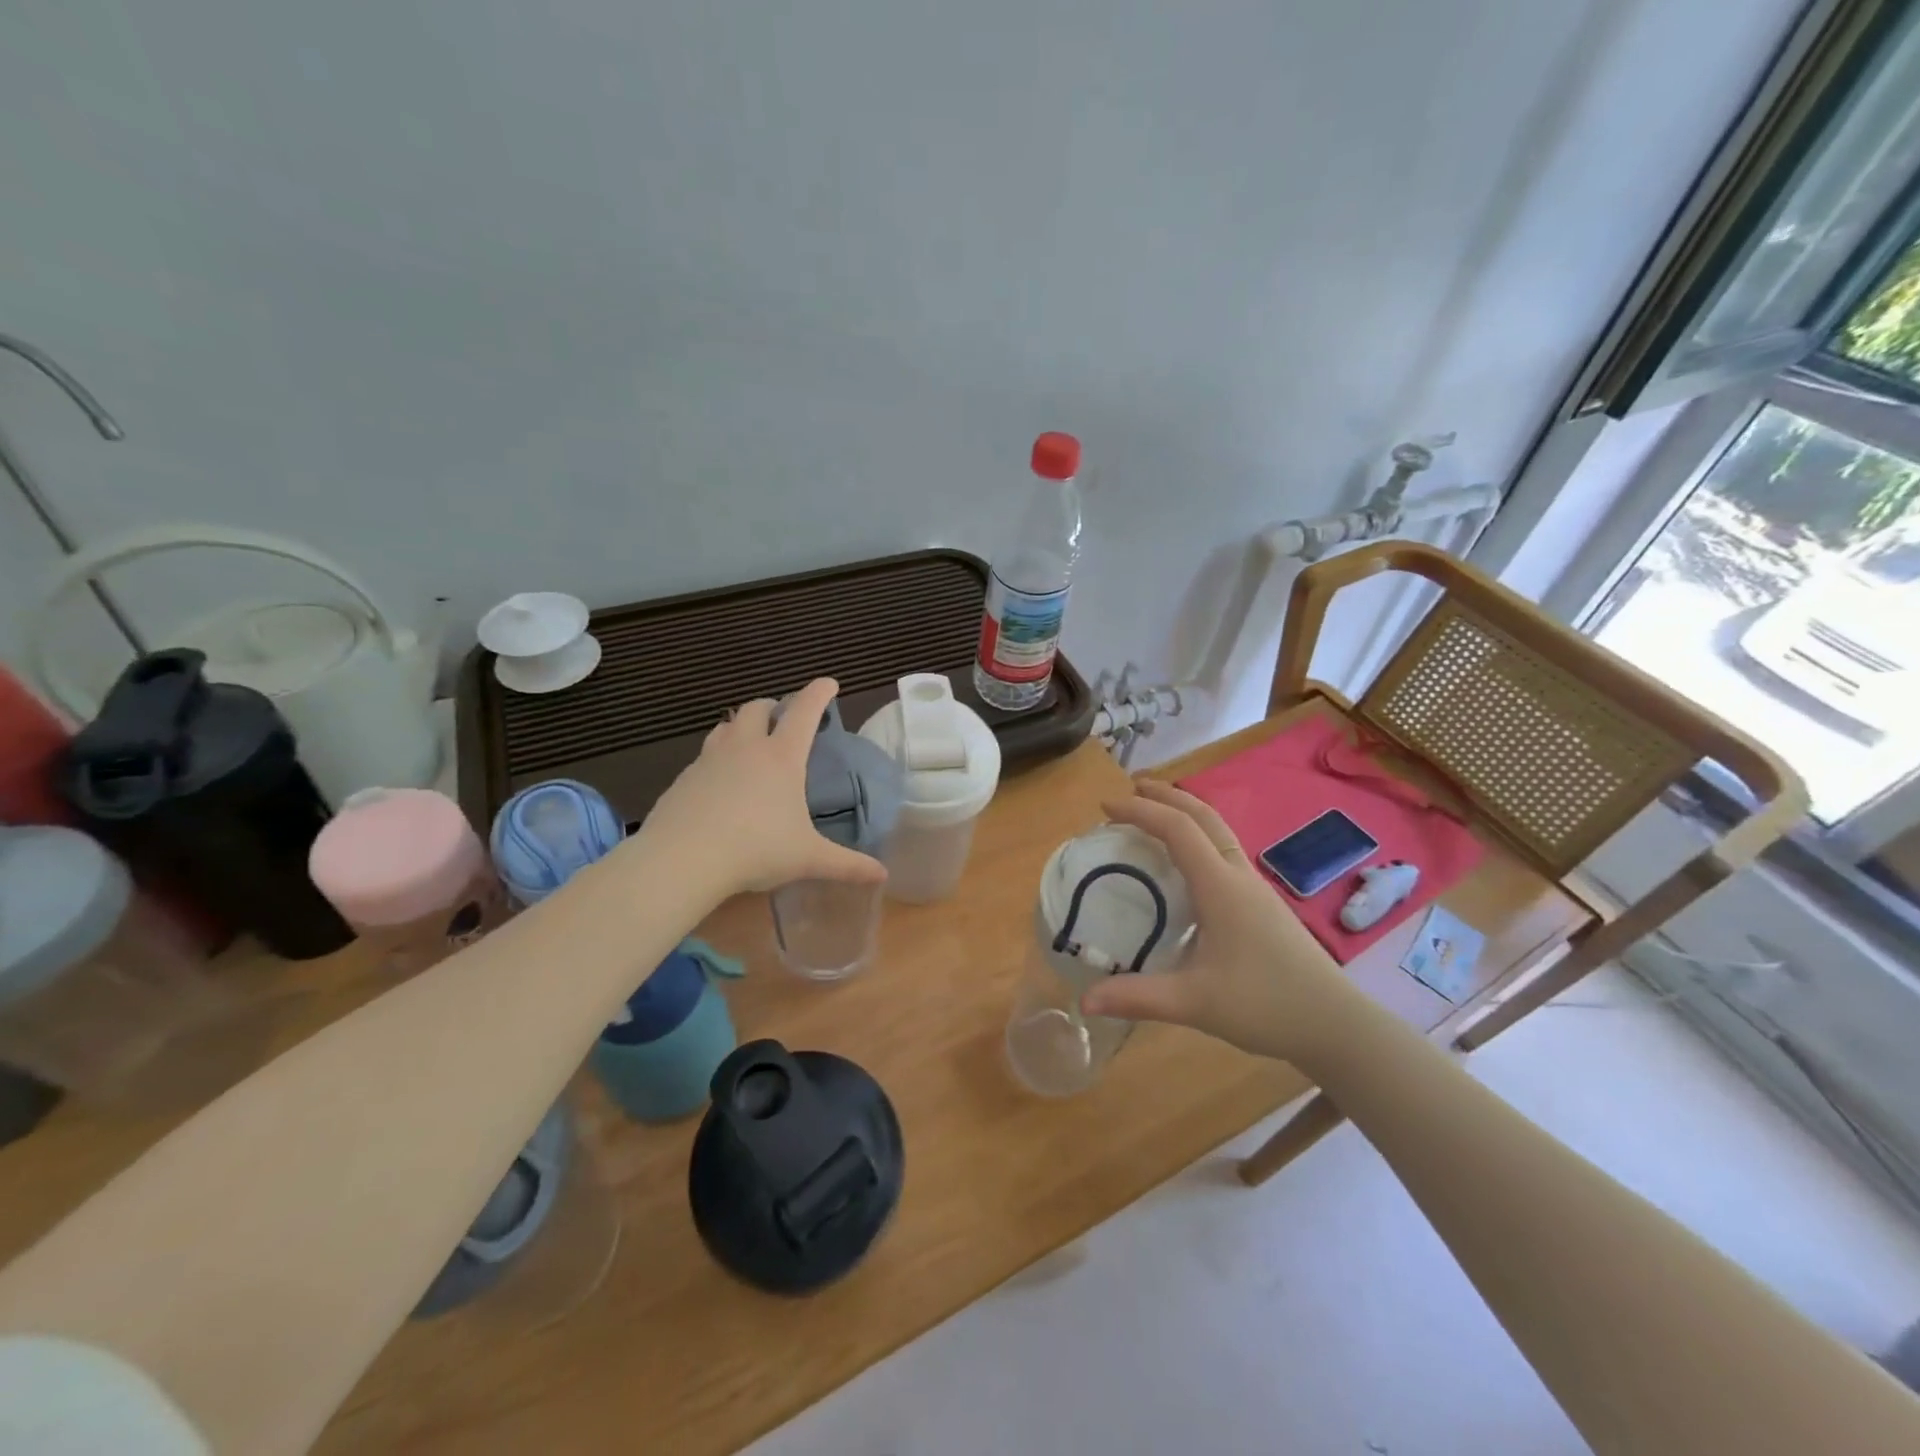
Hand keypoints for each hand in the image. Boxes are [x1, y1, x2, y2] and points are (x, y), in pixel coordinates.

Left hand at [633, 678, 887, 902]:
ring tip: (749, 741)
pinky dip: (717, 757)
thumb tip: (883, 875)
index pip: (804, 711)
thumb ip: (847, 865)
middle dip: (773, 706)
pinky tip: (719, 782)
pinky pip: (704, 756)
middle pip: (757, 708)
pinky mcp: (683, 779)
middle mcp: (745, 748)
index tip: (829, 683)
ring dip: (741, 725)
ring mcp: (709, 760)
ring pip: (726, 726)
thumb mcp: (808, 859)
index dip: (818, 693)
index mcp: (781, 758)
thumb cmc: (756, 850)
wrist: (682, 859)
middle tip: (783, 717)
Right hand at [1079, 780, 1356, 1065]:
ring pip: (1217, 831)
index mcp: (1220, 886)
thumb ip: (1137, 998)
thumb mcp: (1194, 1003)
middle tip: (1130, 789)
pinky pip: (1224, 852)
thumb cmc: (1266, 1005)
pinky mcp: (1262, 904)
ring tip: (1154, 815)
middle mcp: (1238, 876)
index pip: (1177, 829)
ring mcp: (1255, 888)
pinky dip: (1197, 837)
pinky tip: (1186, 864)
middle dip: (1166, 795)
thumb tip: (1084, 1001)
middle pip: (1203, 815)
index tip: (1105, 805)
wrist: (1336, 1025)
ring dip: (1185, 812)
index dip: (1140, 810)